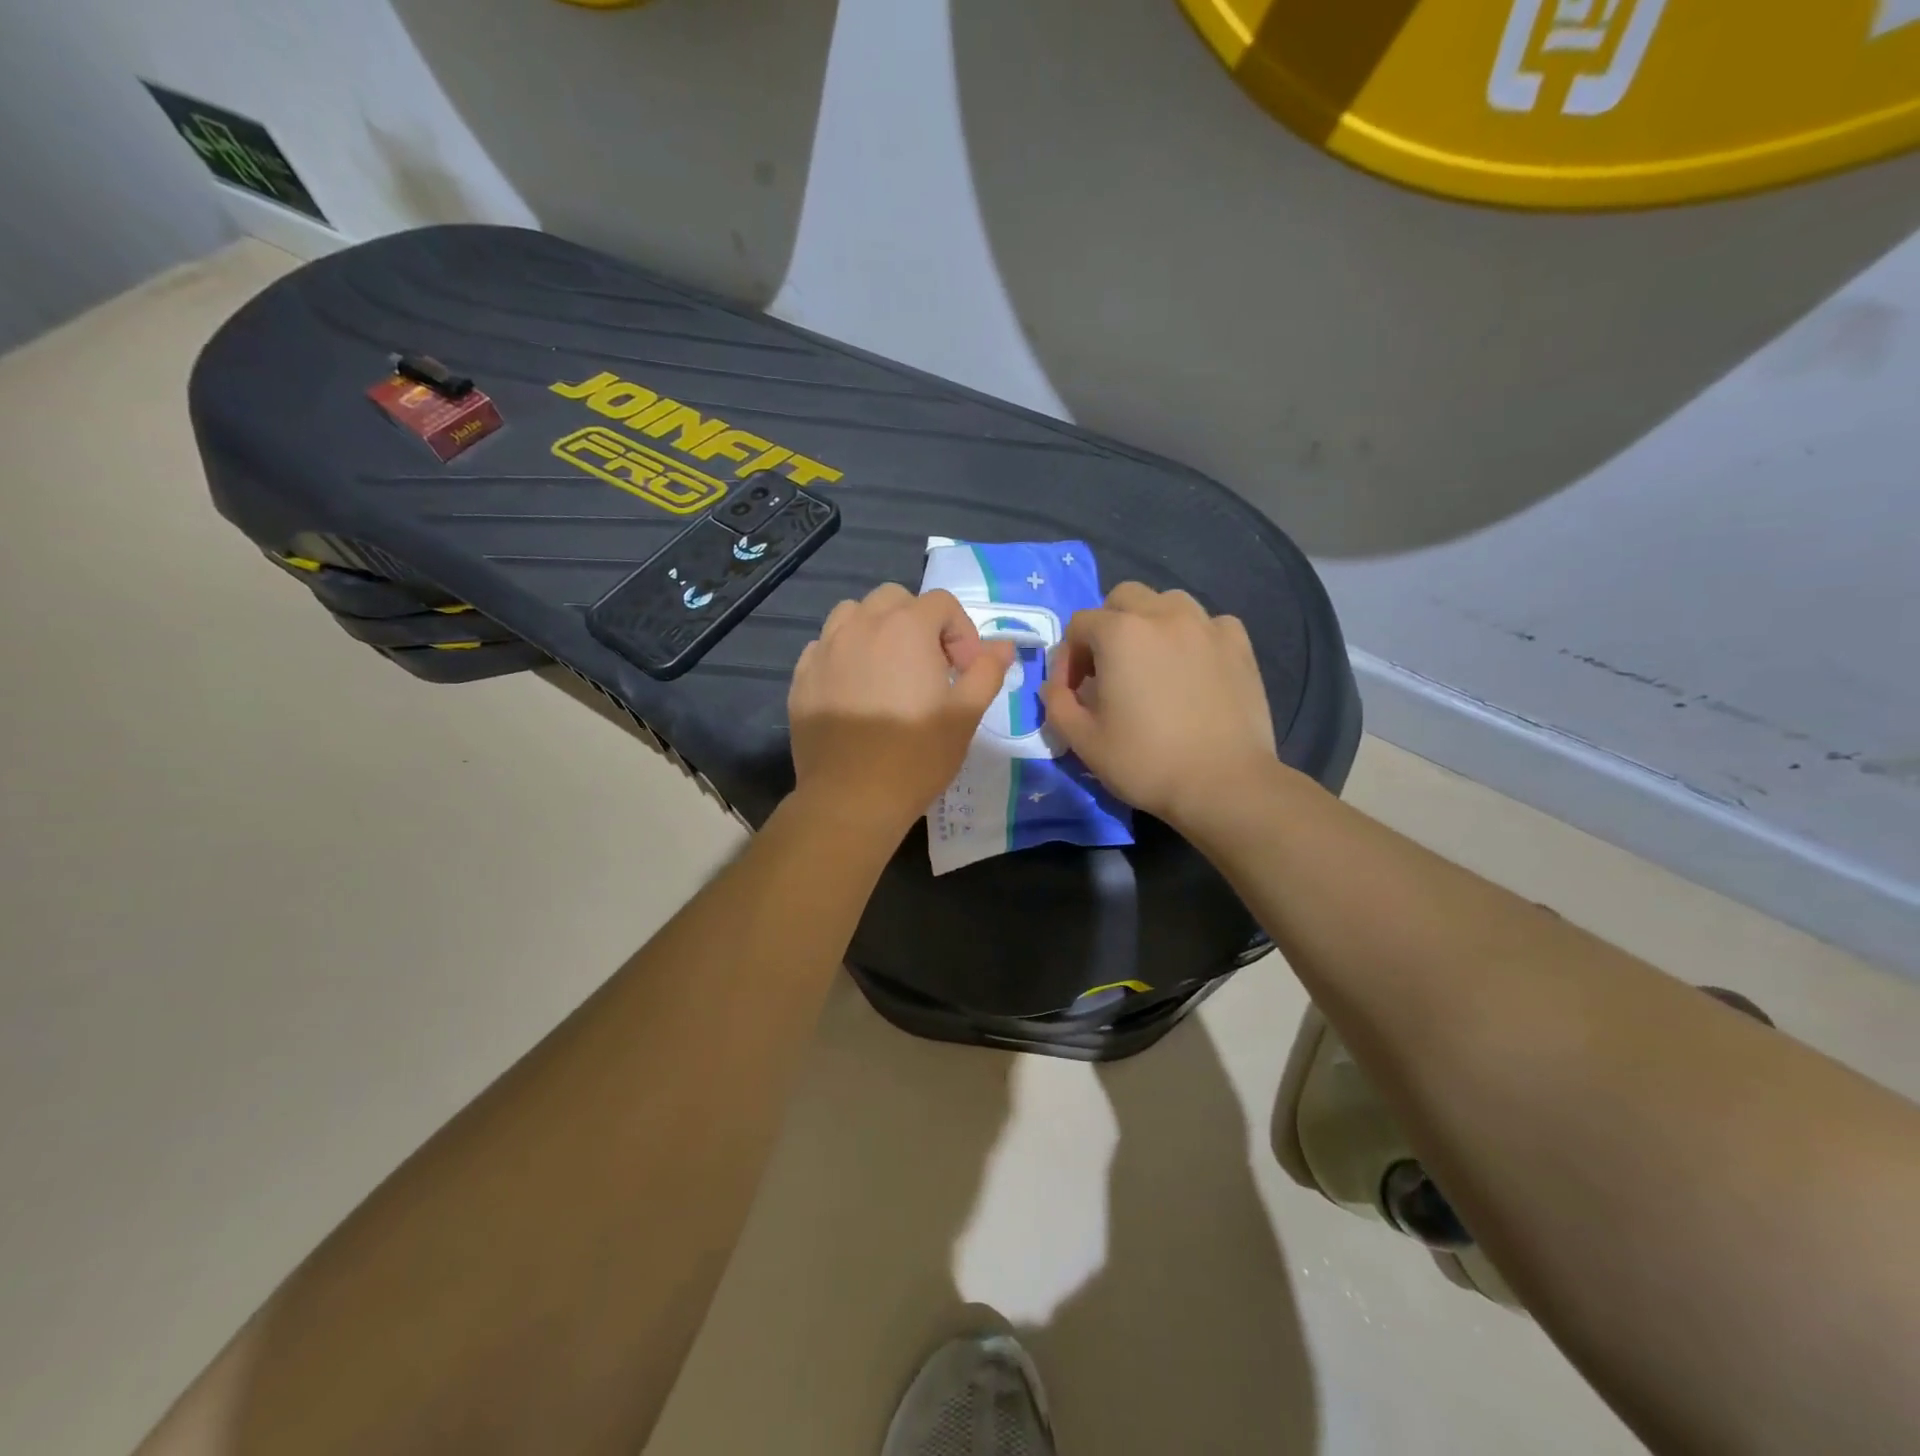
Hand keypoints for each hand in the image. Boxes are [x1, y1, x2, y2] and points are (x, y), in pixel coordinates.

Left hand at [788, 584, 1013, 835]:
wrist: (852, 798)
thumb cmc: (917, 755)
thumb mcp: (966, 715)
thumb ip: (987, 671)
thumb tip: (1004, 646)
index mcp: (907, 628)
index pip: (942, 603)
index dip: (962, 632)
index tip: (965, 671)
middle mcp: (862, 626)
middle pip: (894, 599)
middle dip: (918, 622)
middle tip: (930, 666)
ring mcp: (826, 649)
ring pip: (853, 614)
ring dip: (877, 629)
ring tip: (889, 670)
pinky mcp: (802, 676)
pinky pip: (825, 646)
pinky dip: (845, 655)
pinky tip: (855, 690)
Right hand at [1039, 583, 1276, 832]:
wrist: (1223, 783)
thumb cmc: (1145, 762)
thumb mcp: (1083, 740)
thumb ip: (1058, 704)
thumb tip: (1055, 687)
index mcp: (1120, 633)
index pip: (1079, 624)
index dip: (1068, 657)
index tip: (1073, 691)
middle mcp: (1163, 615)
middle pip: (1123, 598)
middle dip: (1107, 626)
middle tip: (1109, 669)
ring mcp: (1206, 626)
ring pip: (1168, 602)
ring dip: (1150, 623)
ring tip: (1151, 662)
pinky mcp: (1239, 644)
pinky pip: (1208, 624)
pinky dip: (1193, 637)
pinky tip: (1193, 668)